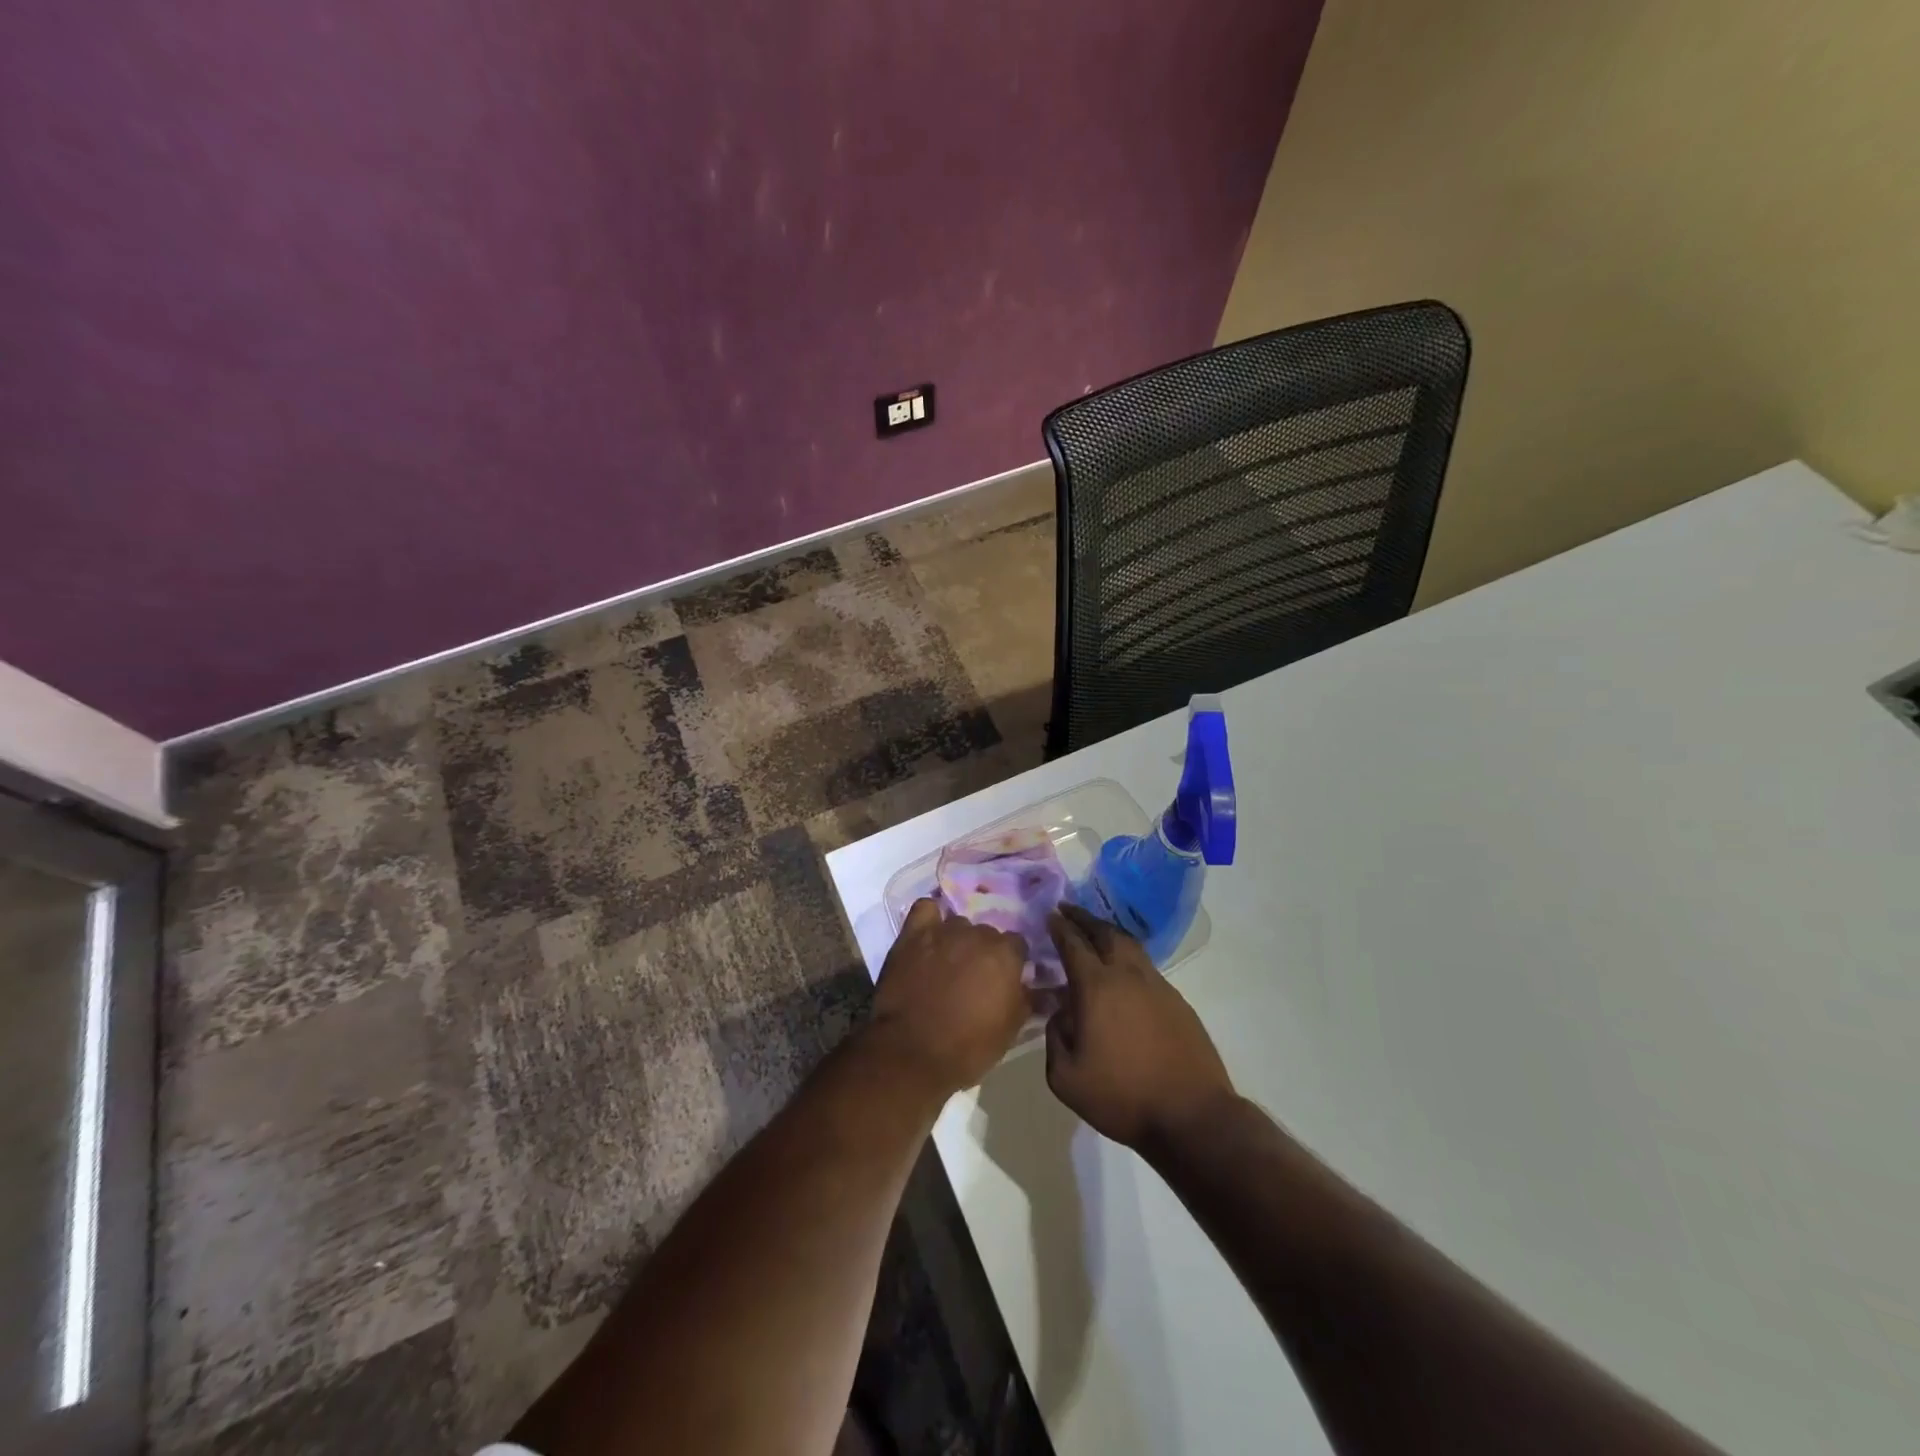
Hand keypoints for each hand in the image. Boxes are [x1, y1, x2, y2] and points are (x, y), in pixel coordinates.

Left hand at [870, 898, 1030, 1097]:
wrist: (911, 1053)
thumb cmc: (967, 1047)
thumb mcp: (1010, 1030)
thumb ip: (1027, 1000)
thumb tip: (1043, 988)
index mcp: (1005, 955)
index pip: (1017, 944)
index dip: (1012, 961)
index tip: (1004, 979)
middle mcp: (977, 934)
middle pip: (987, 933)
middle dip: (984, 951)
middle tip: (974, 976)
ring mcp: (943, 931)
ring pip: (958, 924)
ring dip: (957, 940)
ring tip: (947, 963)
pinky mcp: (912, 935)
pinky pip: (925, 910)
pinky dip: (929, 919)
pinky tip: (928, 935)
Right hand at [1044, 904, 1236, 1152]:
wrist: (1192, 1115)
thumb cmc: (1122, 1097)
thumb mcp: (1066, 1078)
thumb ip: (1054, 1036)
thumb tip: (1062, 1012)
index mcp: (1096, 987)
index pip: (1073, 944)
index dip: (1059, 927)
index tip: (1049, 915)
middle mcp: (1127, 975)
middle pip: (1105, 933)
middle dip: (1084, 918)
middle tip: (1069, 910)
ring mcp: (1157, 985)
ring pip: (1130, 945)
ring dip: (1109, 933)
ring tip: (1095, 932)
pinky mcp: (1177, 1001)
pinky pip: (1146, 967)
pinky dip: (1128, 957)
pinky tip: (1123, 972)